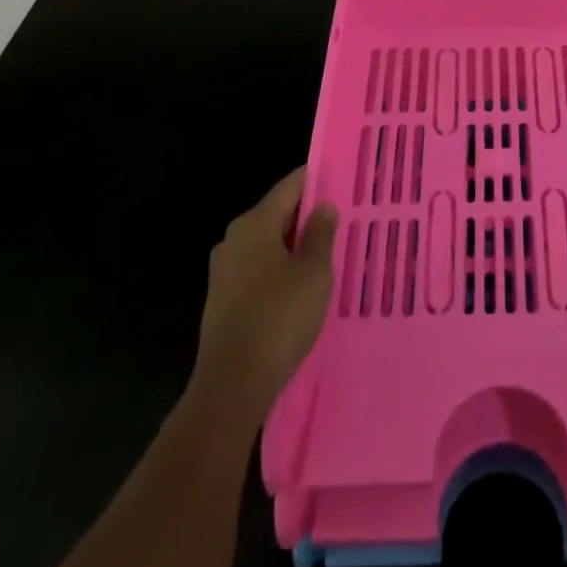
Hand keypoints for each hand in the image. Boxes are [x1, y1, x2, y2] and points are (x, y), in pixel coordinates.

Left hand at [190, 168, 337, 423]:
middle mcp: (234, 240)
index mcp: (254, 223)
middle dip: (308, 217)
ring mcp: (224, 273)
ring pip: (268, 246)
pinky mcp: (223, 303)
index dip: (317, 180)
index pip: (290, 186)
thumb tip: (323, 207)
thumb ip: (321, 234)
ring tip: (328, 256)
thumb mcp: (314, 271)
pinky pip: (259, 273)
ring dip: (295, 248)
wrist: (232, 386)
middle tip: (343, 221)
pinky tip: (303, 289)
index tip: (343, 181)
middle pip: (277, 215)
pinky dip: (281, 273)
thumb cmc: (279, 317)